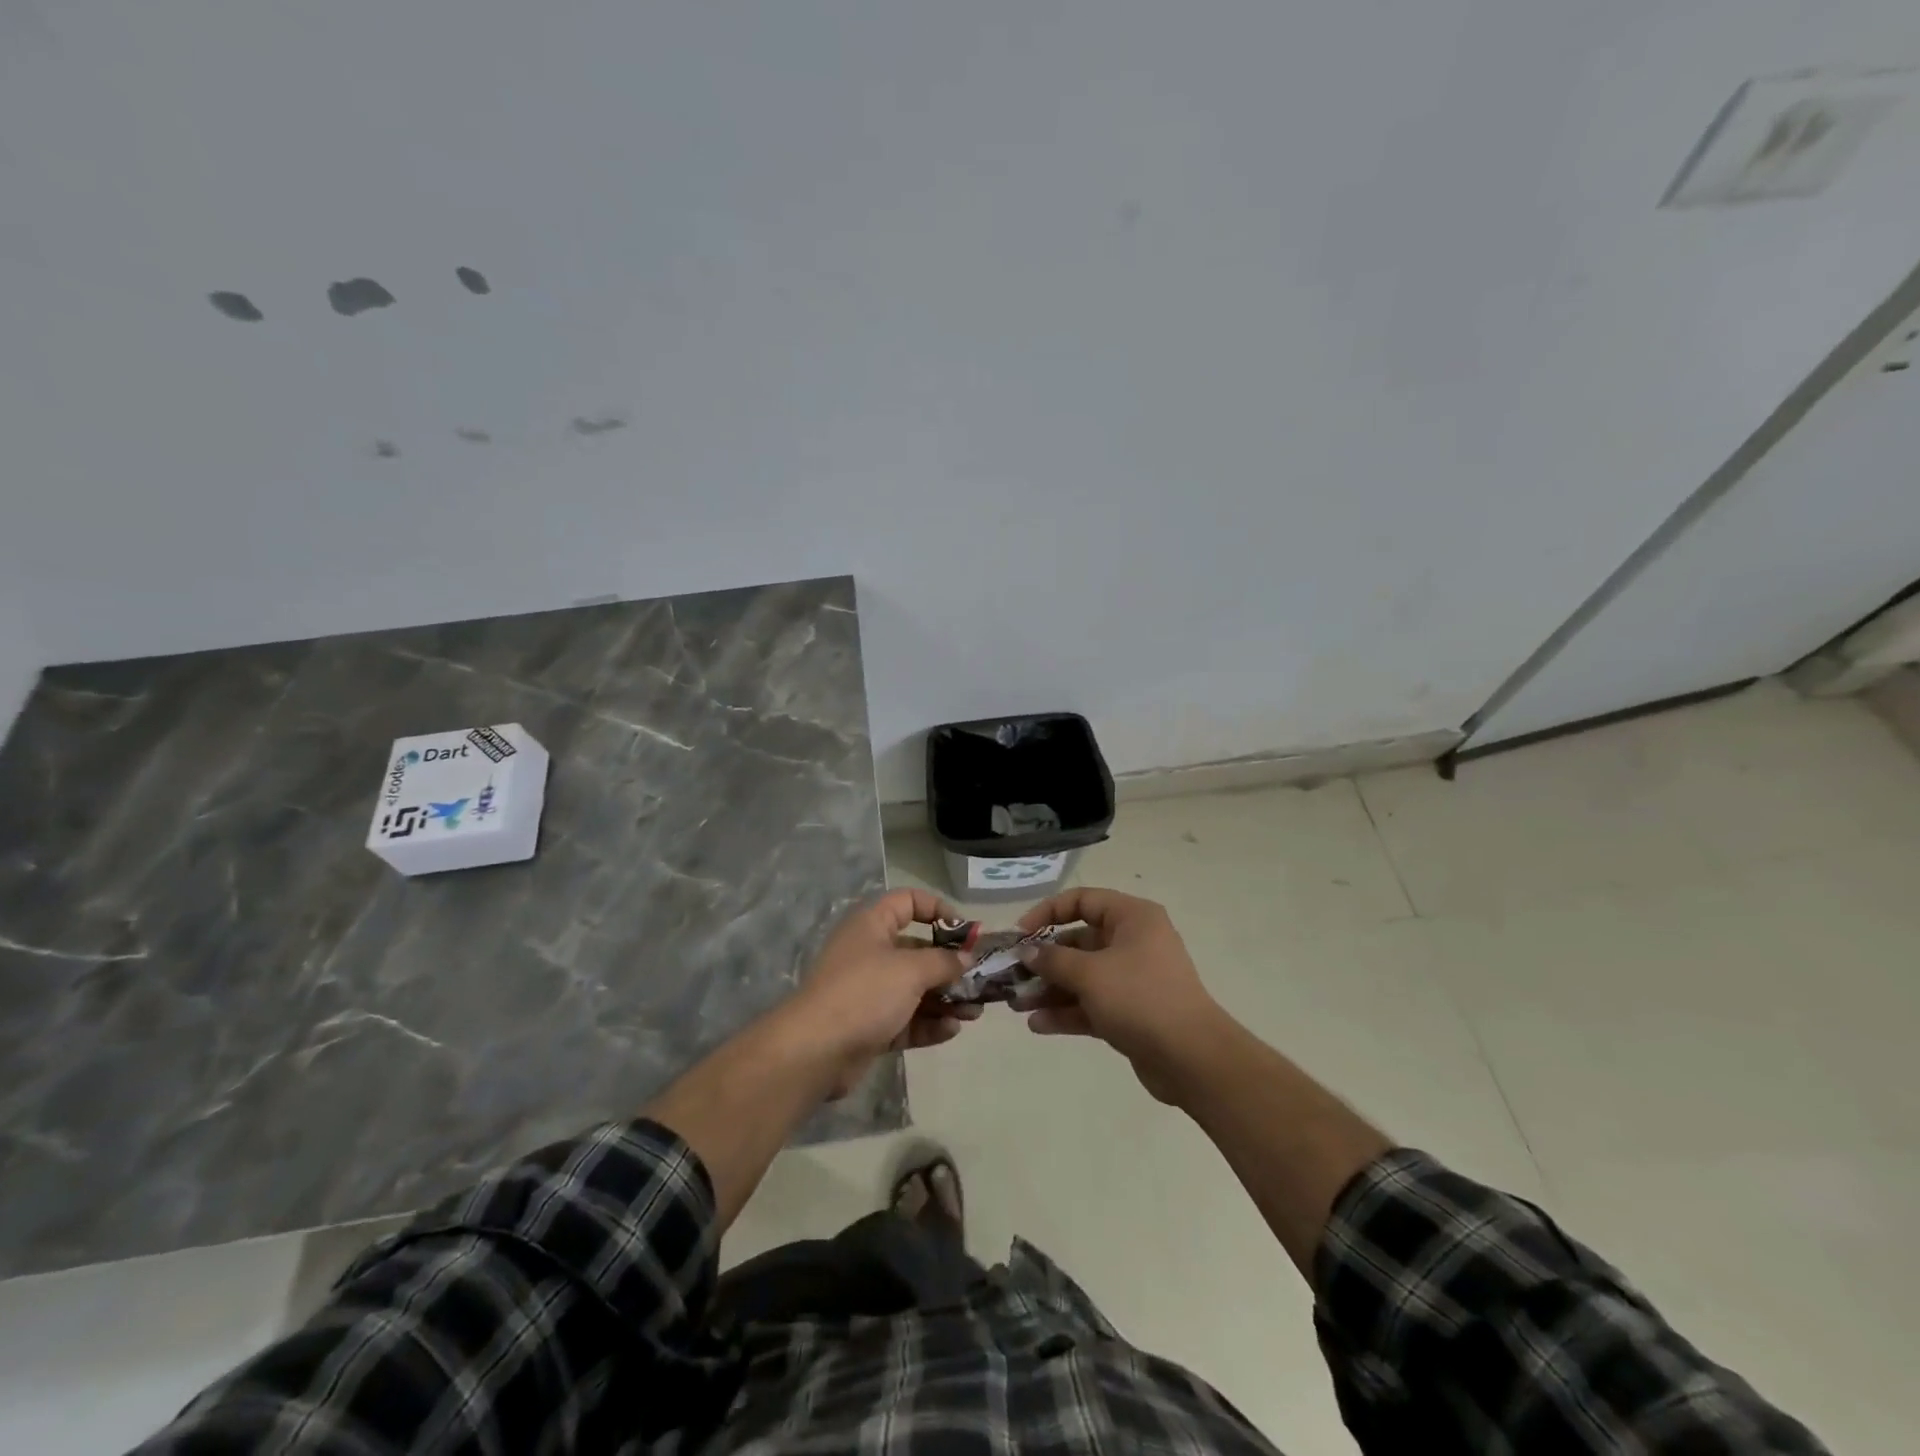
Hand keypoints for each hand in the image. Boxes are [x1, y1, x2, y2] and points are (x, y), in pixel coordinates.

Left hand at [781, 889, 979, 1098]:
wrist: (815, 1050)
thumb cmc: (865, 993)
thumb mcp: (911, 970)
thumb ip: (943, 962)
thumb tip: (965, 959)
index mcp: (872, 925)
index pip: (908, 902)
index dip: (938, 909)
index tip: (966, 931)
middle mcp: (870, 953)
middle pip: (917, 950)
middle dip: (950, 966)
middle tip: (980, 980)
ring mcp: (869, 992)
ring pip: (915, 989)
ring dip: (946, 999)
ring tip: (975, 1012)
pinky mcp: (870, 1027)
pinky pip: (906, 1020)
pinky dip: (929, 1024)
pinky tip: (953, 1030)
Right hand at [1015, 888, 1234, 1103]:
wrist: (1192, 1059)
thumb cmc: (1140, 998)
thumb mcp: (1090, 973)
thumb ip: (1053, 959)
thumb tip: (1028, 952)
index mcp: (1132, 918)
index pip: (1082, 900)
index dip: (1047, 913)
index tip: (1020, 935)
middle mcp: (1134, 942)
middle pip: (1079, 942)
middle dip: (1044, 960)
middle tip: (1012, 976)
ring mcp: (1133, 979)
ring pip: (1083, 977)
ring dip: (1050, 989)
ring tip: (1017, 1005)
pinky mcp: (1132, 1013)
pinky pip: (1092, 1004)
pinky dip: (1067, 1012)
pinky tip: (1037, 1025)